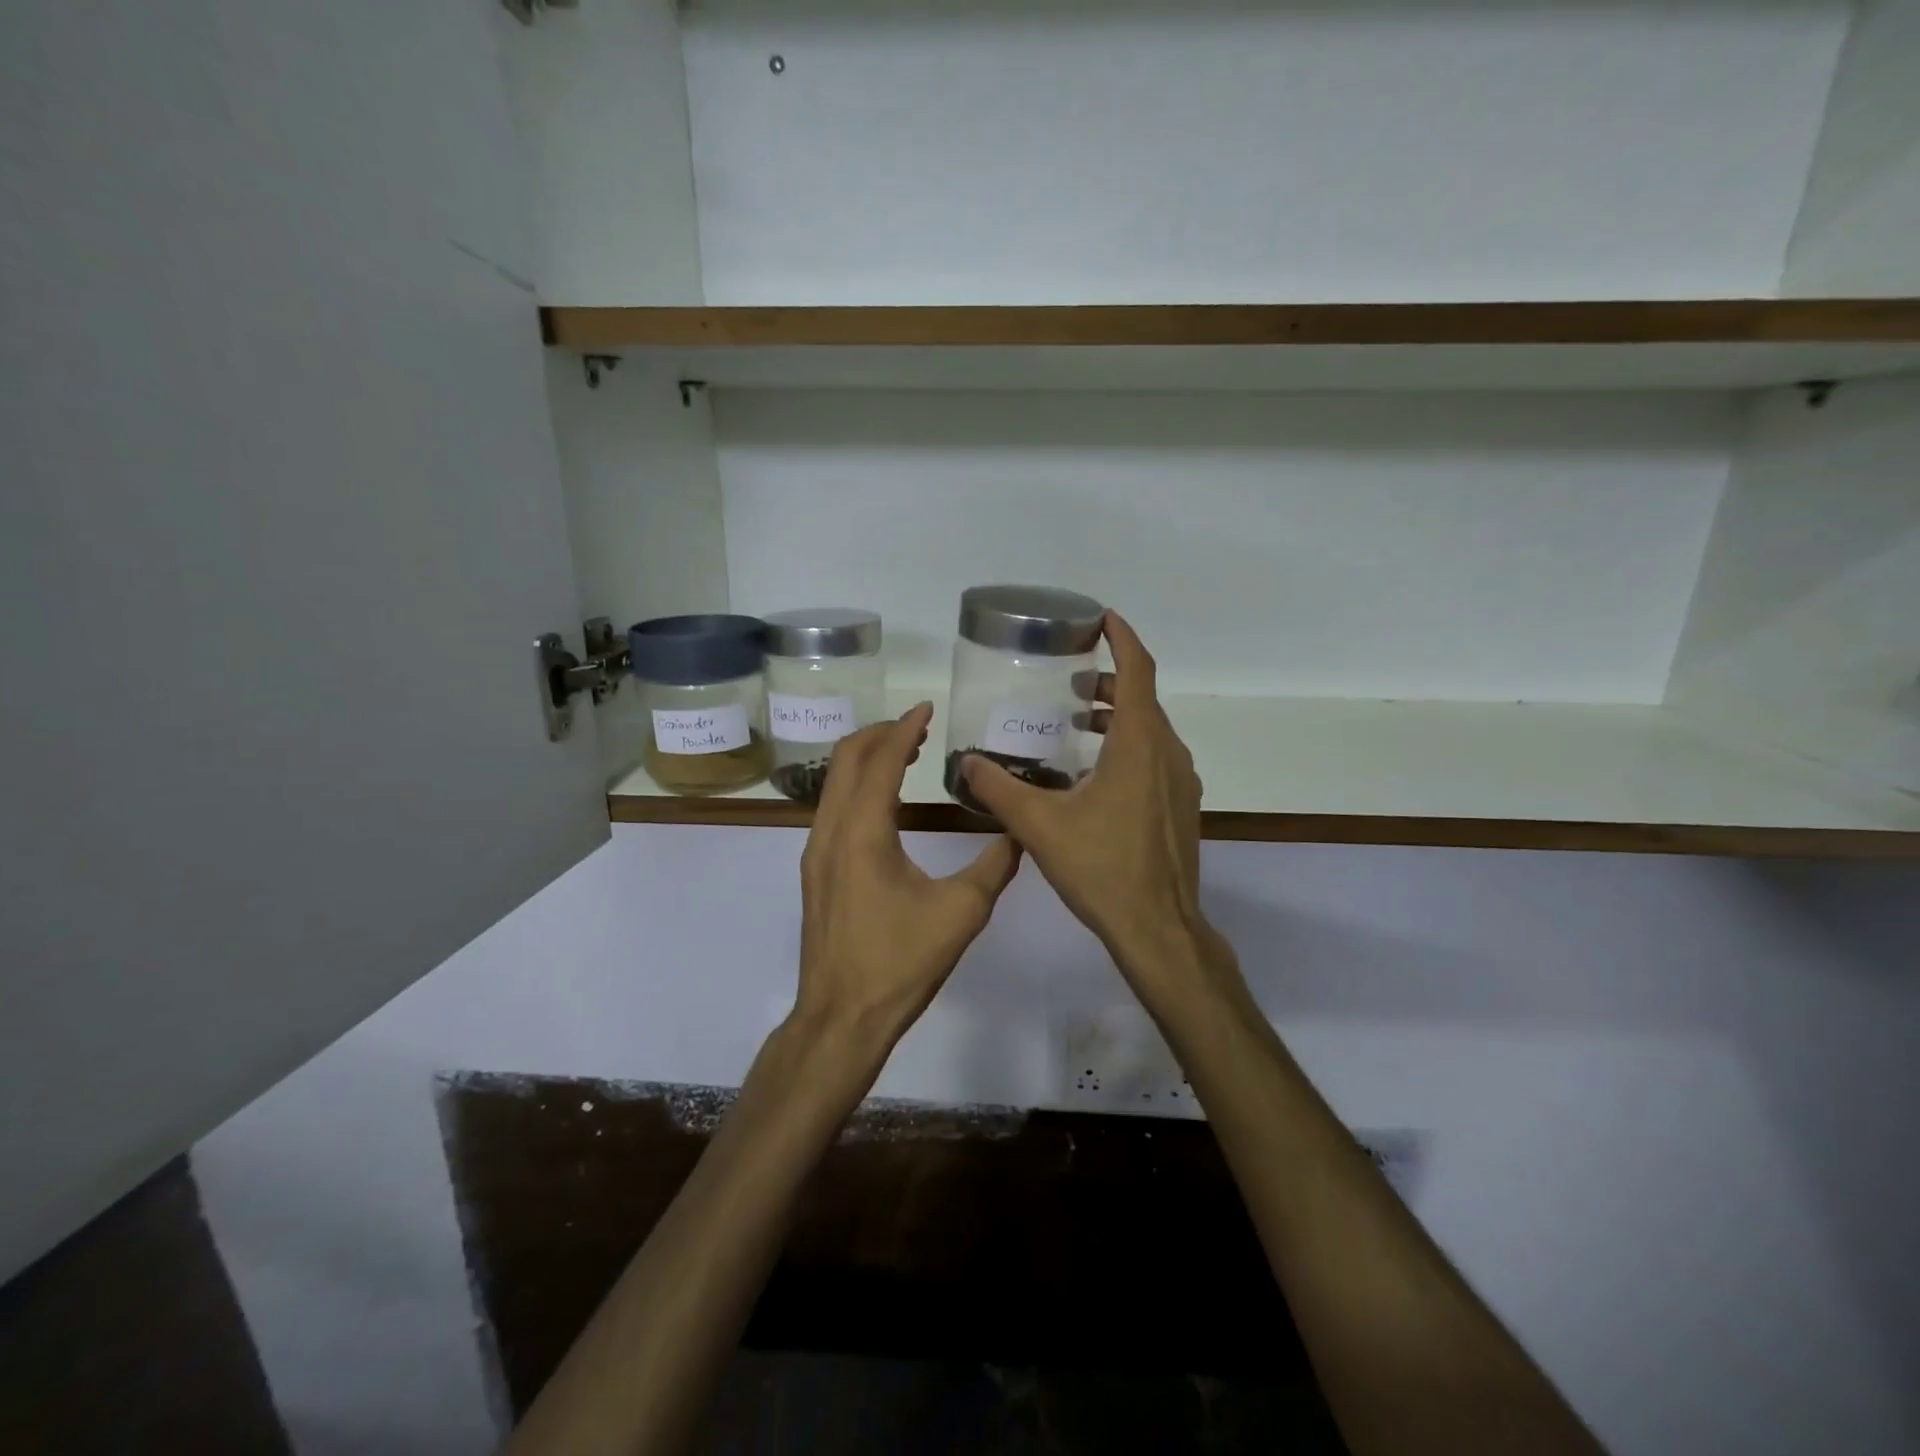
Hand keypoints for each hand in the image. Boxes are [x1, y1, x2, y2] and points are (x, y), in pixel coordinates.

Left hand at [793, 702, 1021, 1051]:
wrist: (840, 1018)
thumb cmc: (900, 964)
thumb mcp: (961, 913)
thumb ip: (994, 866)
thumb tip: (1020, 834)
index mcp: (862, 832)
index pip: (880, 760)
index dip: (905, 728)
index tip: (928, 707)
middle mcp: (829, 831)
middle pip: (846, 759)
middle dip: (881, 734)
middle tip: (919, 726)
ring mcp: (815, 852)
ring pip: (835, 783)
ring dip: (867, 760)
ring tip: (907, 754)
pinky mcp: (815, 871)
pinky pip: (833, 808)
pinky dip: (858, 787)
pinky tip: (886, 801)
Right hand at [959, 613, 1222, 998]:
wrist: (1158, 928)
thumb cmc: (1101, 868)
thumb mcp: (1039, 825)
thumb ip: (998, 788)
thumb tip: (964, 761)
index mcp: (1140, 744)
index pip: (1137, 670)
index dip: (1122, 638)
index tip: (1101, 619)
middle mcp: (1168, 753)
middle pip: (1143, 699)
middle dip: (1110, 682)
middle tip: (1071, 681)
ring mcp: (1181, 782)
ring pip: (1151, 731)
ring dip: (1119, 717)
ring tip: (1079, 723)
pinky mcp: (1181, 808)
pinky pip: (1156, 759)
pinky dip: (1129, 747)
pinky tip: (1095, 775)